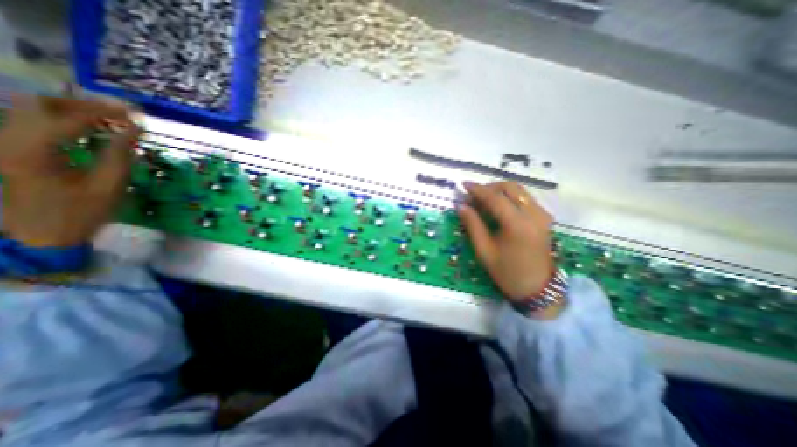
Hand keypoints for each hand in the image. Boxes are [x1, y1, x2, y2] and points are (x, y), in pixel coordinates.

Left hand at [1, 95, 141, 246]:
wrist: (41, 233)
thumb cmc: (81, 212)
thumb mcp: (109, 185)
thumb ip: (120, 154)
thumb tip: (135, 130)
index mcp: (33, 151)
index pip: (70, 118)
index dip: (106, 113)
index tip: (136, 115)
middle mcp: (8, 139)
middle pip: (40, 104)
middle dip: (84, 104)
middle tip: (121, 112)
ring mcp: (4, 142)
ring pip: (32, 109)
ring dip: (73, 109)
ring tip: (109, 118)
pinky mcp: (10, 148)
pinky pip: (33, 122)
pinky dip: (63, 119)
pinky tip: (89, 128)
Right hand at [458, 180, 555, 303]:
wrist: (536, 288)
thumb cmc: (506, 272)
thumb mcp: (484, 251)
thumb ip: (472, 225)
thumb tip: (461, 206)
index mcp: (518, 224)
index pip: (495, 198)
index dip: (478, 190)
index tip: (464, 185)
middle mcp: (534, 214)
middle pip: (510, 187)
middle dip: (489, 187)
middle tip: (473, 196)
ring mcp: (542, 214)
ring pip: (519, 190)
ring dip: (499, 191)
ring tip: (483, 201)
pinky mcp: (544, 217)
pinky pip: (525, 198)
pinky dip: (509, 197)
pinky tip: (498, 207)